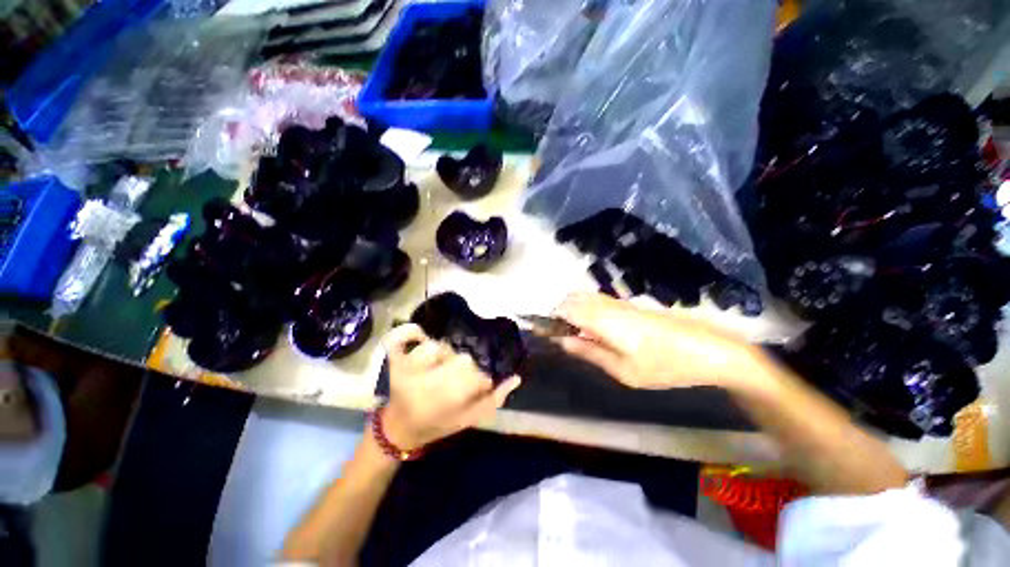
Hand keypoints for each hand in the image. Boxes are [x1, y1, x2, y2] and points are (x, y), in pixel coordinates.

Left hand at [381, 324, 520, 449]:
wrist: (401, 428)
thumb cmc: (439, 424)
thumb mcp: (471, 418)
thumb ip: (495, 398)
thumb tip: (516, 376)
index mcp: (448, 398)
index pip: (476, 372)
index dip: (483, 372)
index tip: (484, 374)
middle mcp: (427, 381)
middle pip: (459, 354)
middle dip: (468, 357)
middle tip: (467, 362)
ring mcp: (407, 368)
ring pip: (437, 344)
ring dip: (446, 346)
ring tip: (448, 355)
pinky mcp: (395, 361)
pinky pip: (401, 339)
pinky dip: (410, 332)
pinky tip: (421, 333)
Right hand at [554, 292, 763, 390]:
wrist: (708, 349)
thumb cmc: (665, 366)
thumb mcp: (624, 370)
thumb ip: (590, 353)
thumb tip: (563, 342)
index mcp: (603, 320)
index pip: (565, 309)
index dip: (548, 317)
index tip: (537, 328)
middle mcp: (607, 305)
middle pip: (572, 299)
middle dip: (557, 312)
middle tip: (556, 335)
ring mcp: (619, 303)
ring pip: (584, 297)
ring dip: (571, 309)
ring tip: (571, 333)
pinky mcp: (629, 305)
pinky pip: (597, 300)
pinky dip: (585, 309)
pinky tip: (591, 328)